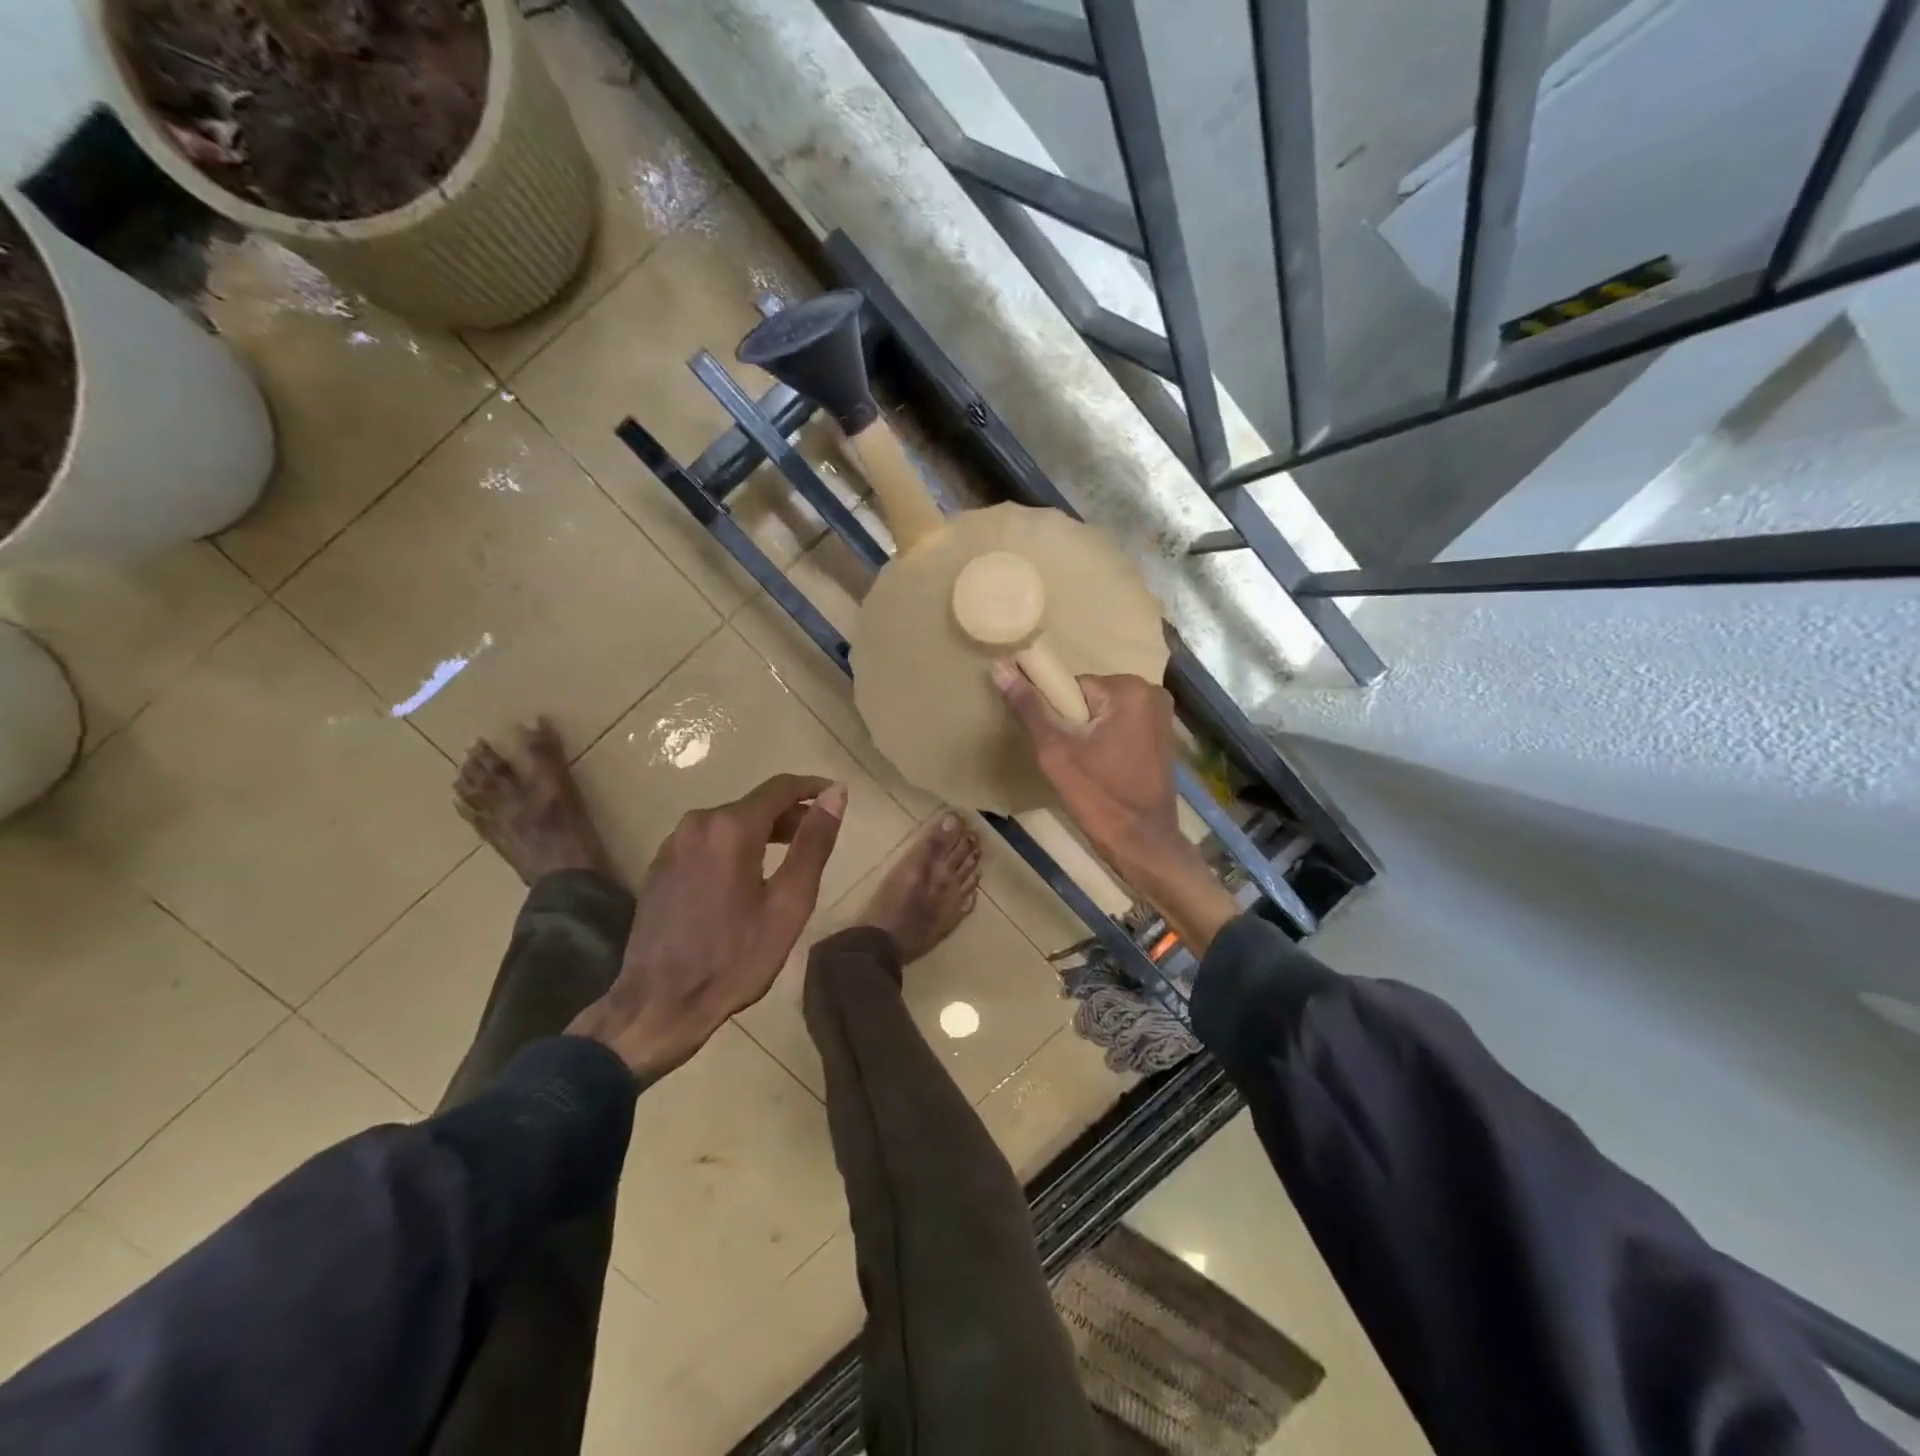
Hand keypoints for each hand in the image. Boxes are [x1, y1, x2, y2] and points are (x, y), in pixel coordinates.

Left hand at [569, 775, 846, 1078]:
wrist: (658, 1005)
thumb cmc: (735, 958)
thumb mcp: (789, 903)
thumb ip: (814, 843)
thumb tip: (837, 793)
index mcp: (731, 828)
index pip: (780, 787)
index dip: (813, 788)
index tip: (836, 796)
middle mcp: (698, 823)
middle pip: (754, 804)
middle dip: (789, 814)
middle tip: (817, 836)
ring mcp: (673, 843)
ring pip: (729, 822)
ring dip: (762, 831)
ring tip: (787, 859)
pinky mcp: (660, 865)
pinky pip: (707, 841)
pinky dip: (734, 846)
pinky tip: (746, 877)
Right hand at [990, 663, 1182, 878]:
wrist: (1142, 844)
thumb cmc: (1098, 797)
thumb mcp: (1055, 751)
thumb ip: (1029, 707)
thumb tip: (1001, 667)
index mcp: (1129, 689)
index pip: (1072, 687)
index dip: (1056, 715)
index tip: (1055, 744)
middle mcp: (1151, 693)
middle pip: (1089, 698)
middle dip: (1073, 723)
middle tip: (1069, 759)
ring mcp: (1162, 716)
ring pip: (1103, 713)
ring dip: (1088, 734)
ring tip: (1085, 767)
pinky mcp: (1163, 737)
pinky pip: (1121, 726)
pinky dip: (1107, 741)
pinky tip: (1102, 769)